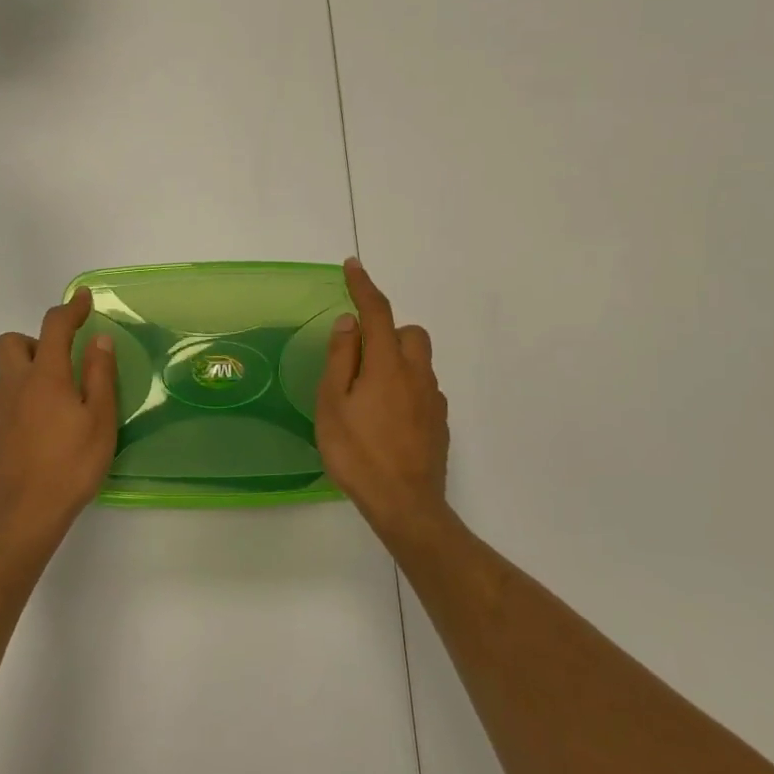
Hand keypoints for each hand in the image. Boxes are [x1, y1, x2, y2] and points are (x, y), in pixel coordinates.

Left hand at [0, 287, 118, 556]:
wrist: (21, 518)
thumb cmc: (70, 466)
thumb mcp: (100, 420)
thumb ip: (100, 375)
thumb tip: (98, 339)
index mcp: (45, 376)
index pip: (54, 327)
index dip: (69, 308)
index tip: (82, 299)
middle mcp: (13, 386)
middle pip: (12, 343)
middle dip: (35, 341)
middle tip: (61, 363)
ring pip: (5, 375)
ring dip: (27, 375)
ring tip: (55, 404)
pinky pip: (1, 407)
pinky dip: (18, 406)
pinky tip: (36, 434)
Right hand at [317, 258, 451, 543]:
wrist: (406, 506)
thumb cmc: (358, 453)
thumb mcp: (333, 404)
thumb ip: (341, 358)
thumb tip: (349, 322)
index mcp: (387, 364)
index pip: (376, 312)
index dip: (364, 286)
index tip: (352, 266)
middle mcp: (417, 374)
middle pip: (409, 333)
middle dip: (386, 331)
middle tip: (359, 356)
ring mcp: (433, 399)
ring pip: (419, 361)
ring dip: (396, 360)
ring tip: (369, 392)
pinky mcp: (440, 422)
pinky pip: (423, 388)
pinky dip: (406, 387)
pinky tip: (387, 417)